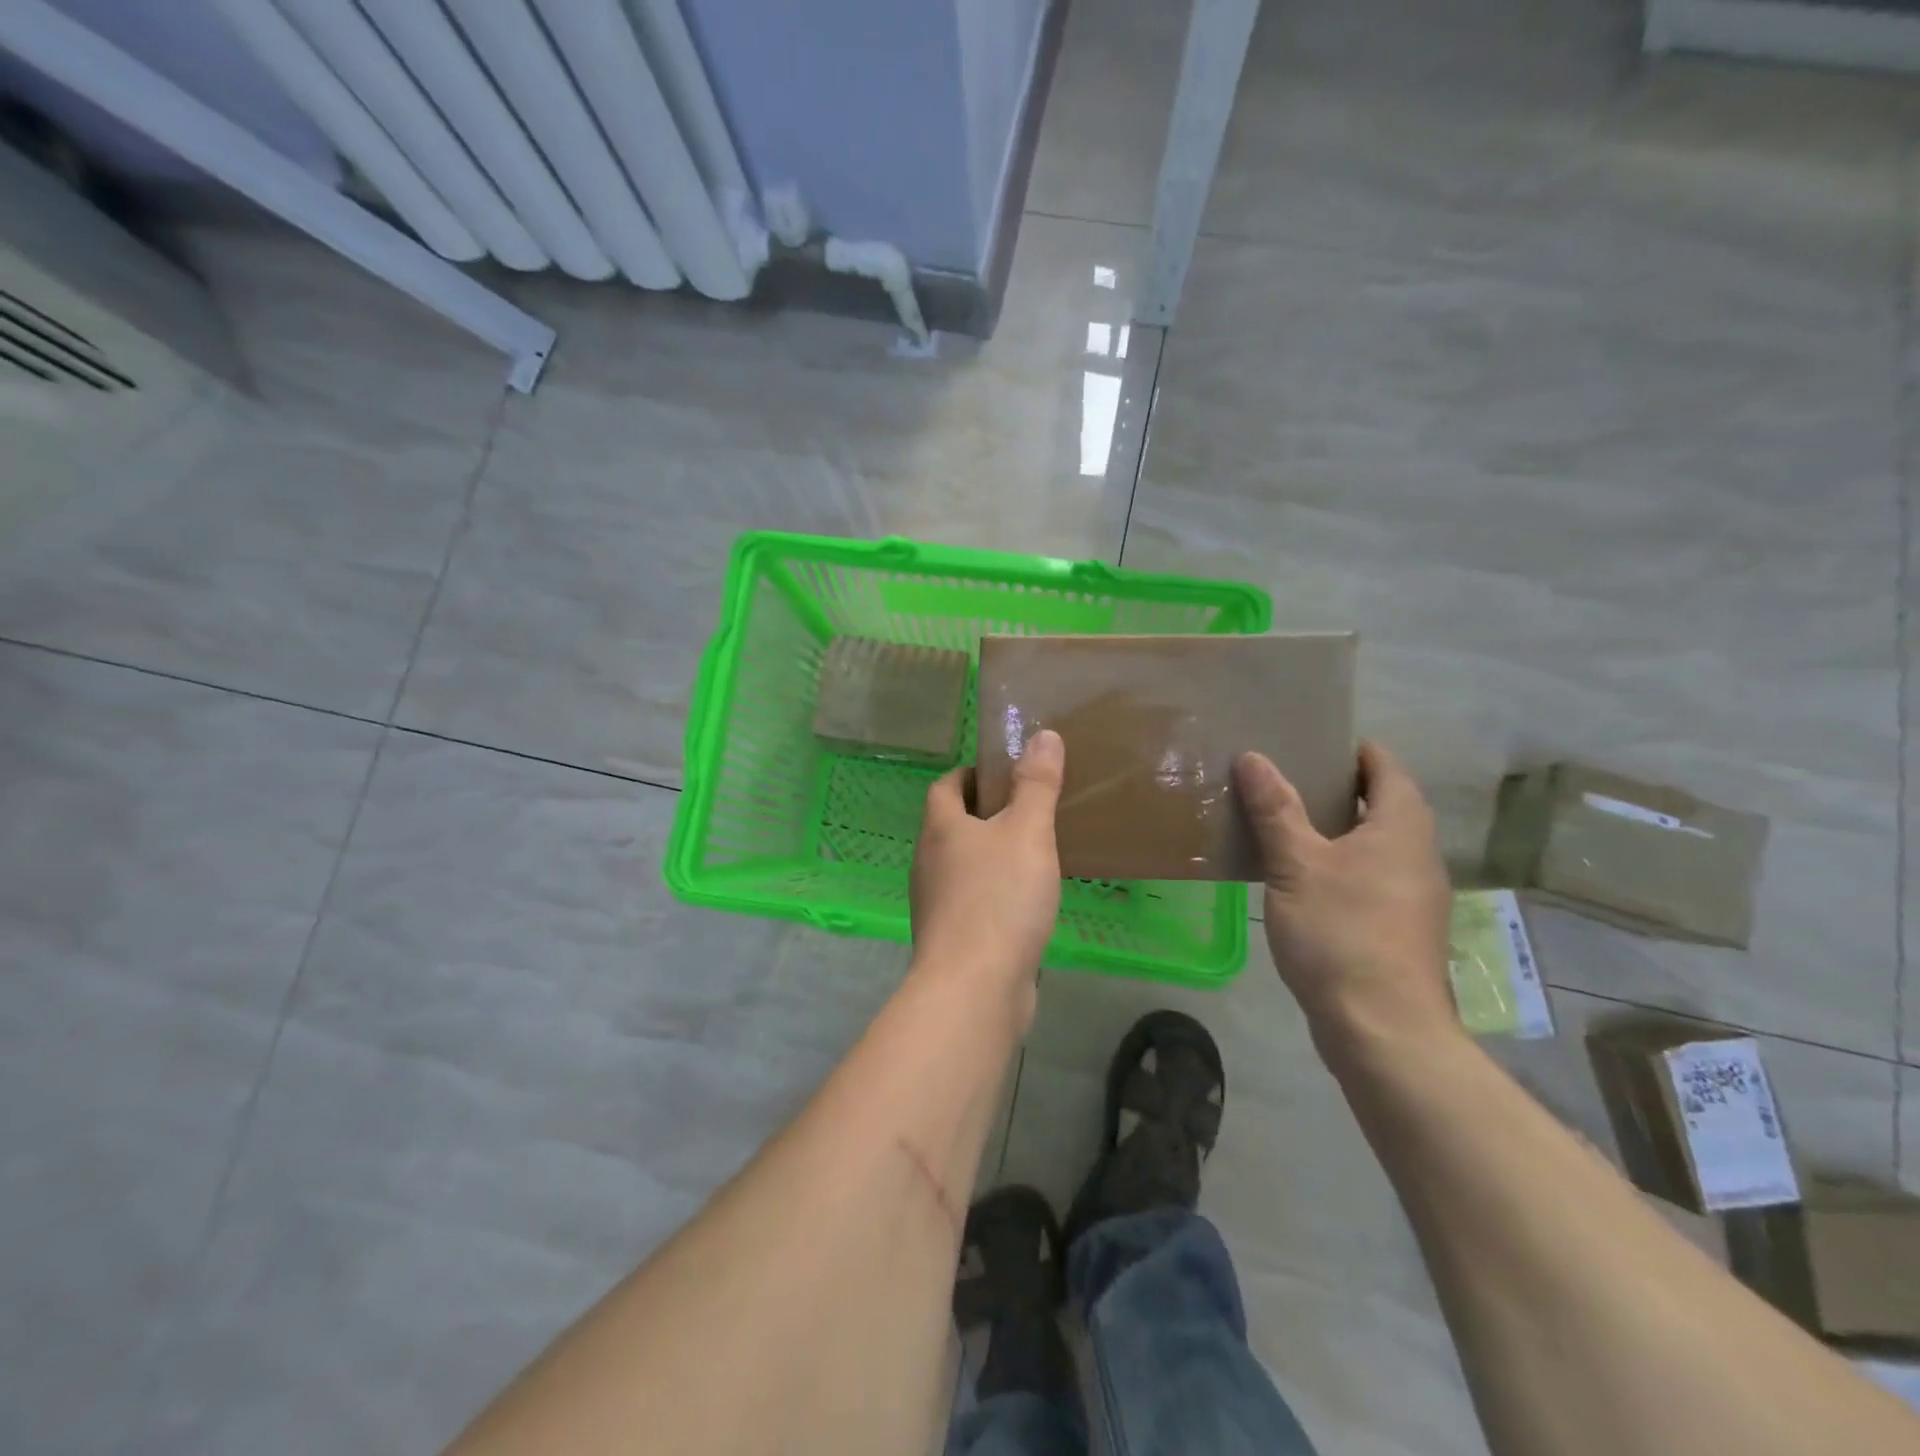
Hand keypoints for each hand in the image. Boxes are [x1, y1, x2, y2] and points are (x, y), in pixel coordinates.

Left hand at [909, 730, 1064, 1015]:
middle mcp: (928, 862)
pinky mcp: (950, 938)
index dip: (969, 774)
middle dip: (984, 813)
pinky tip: (1024, 902)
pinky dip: (992, 891)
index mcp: (940, 829)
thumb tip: (1042, 735)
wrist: (974, 987)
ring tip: (1031, 852)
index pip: (945, 786)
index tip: (1002, 772)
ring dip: (988, 854)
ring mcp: (935, 903)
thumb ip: (1037, 784)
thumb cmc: (999, 898)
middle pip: (950, 825)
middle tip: (1027, 810)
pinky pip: (971, 901)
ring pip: (961, 865)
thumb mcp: (1027, 832)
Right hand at [1235, 742, 1457, 1062]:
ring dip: (1337, 828)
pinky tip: (1298, 876)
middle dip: (1339, 787)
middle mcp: (1417, 855)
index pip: (1385, 768)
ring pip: (1375, 844)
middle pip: (1383, 804)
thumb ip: (1275, 810)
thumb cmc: (1341, 932)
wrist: (1382, 1028)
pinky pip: (1369, 876)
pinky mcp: (1399, 928)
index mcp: (1401, 828)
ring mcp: (1412, 895)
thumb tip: (1253, 757)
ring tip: (1283, 821)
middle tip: (1285, 776)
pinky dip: (1338, 863)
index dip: (1353, 750)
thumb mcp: (1297, 865)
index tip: (1311, 740)